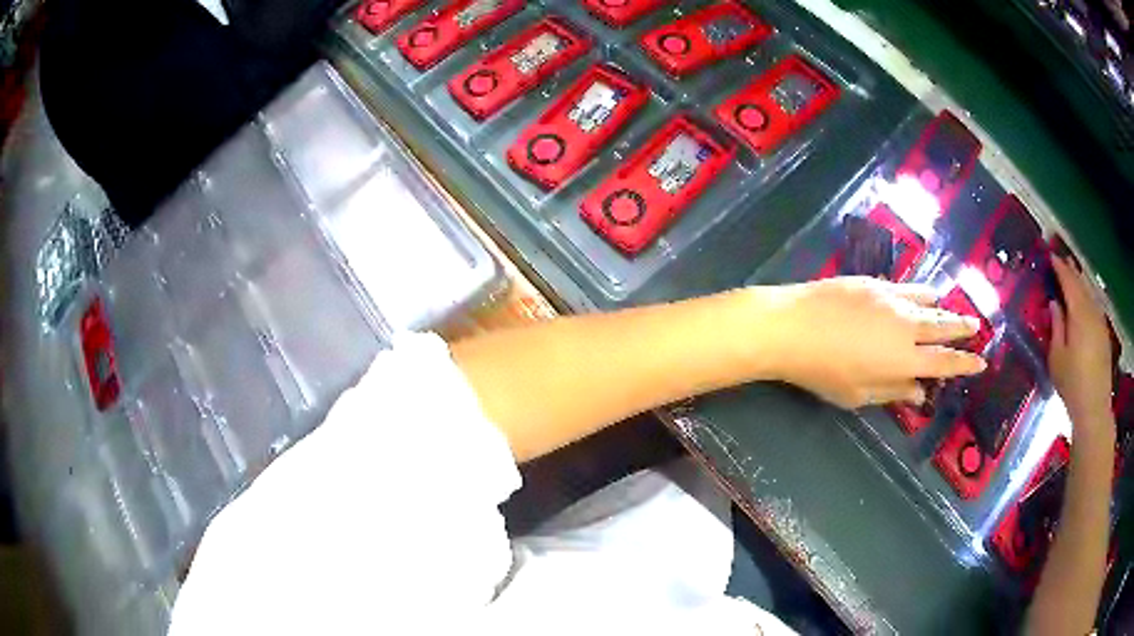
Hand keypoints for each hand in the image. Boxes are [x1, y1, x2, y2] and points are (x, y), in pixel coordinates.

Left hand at [766, 277, 986, 408]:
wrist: (794, 326)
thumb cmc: (824, 371)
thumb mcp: (859, 395)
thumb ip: (893, 391)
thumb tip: (920, 393)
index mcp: (905, 360)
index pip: (944, 362)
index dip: (964, 363)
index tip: (981, 362)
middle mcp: (906, 326)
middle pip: (942, 326)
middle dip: (962, 328)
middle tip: (977, 327)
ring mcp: (891, 299)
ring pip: (928, 303)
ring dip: (944, 308)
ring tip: (953, 310)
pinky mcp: (874, 283)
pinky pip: (907, 287)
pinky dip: (921, 293)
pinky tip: (924, 293)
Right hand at [1049, 256, 1114, 435]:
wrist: (1094, 407)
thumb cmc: (1072, 384)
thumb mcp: (1057, 358)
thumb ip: (1056, 327)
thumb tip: (1054, 304)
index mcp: (1079, 314)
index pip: (1069, 282)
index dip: (1059, 268)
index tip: (1050, 256)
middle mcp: (1092, 311)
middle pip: (1082, 284)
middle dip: (1071, 271)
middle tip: (1061, 261)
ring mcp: (1100, 322)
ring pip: (1090, 293)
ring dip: (1081, 283)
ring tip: (1073, 277)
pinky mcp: (1104, 333)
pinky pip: (1095, 305)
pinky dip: (1088, 297)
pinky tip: (1084, 301)